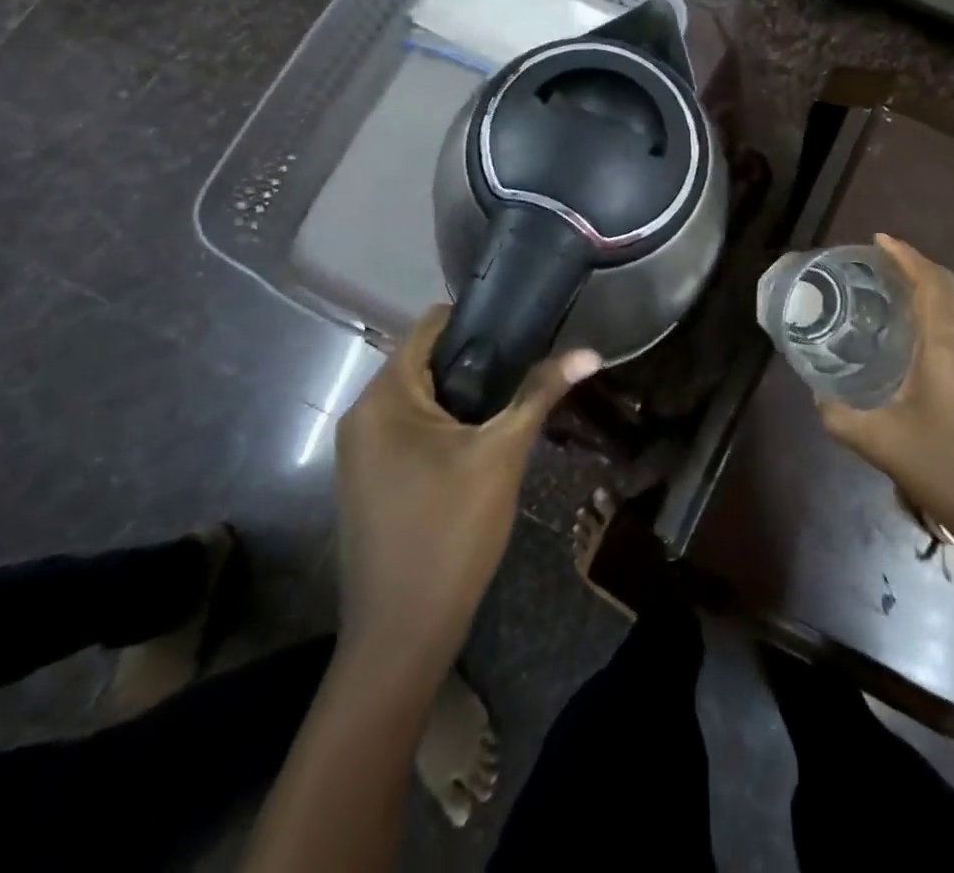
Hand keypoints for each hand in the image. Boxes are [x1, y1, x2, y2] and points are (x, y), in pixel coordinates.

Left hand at [333, 305, 600, 665]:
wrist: (403, 635)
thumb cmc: (450, 531)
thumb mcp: (503, 454)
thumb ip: (541, 393)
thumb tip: (591, 353)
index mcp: (384, 397)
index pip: (430, 326)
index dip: (479, 319)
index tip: (524, 327)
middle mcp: (363, 414)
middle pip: (426, 360)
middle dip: (478, 360)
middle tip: (530, 367)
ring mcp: (361, 449)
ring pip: (421, 396)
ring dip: (466, 393)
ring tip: (515, 399)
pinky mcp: (371, 477)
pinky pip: (412, 427)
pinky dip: (448, 422)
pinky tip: (484, 440)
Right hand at [816, 235, 953, 565]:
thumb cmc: (938, 465)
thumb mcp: (876, 440)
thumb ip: (837, 413)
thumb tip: (815, 391)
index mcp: (944, 346)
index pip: (929, 283)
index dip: (905, 256)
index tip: (877, 240)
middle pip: (946, 284)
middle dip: (915, 263)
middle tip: (877, 258)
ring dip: (927, 282)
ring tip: (889, 281)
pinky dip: (936, 303)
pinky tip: (910, 320)